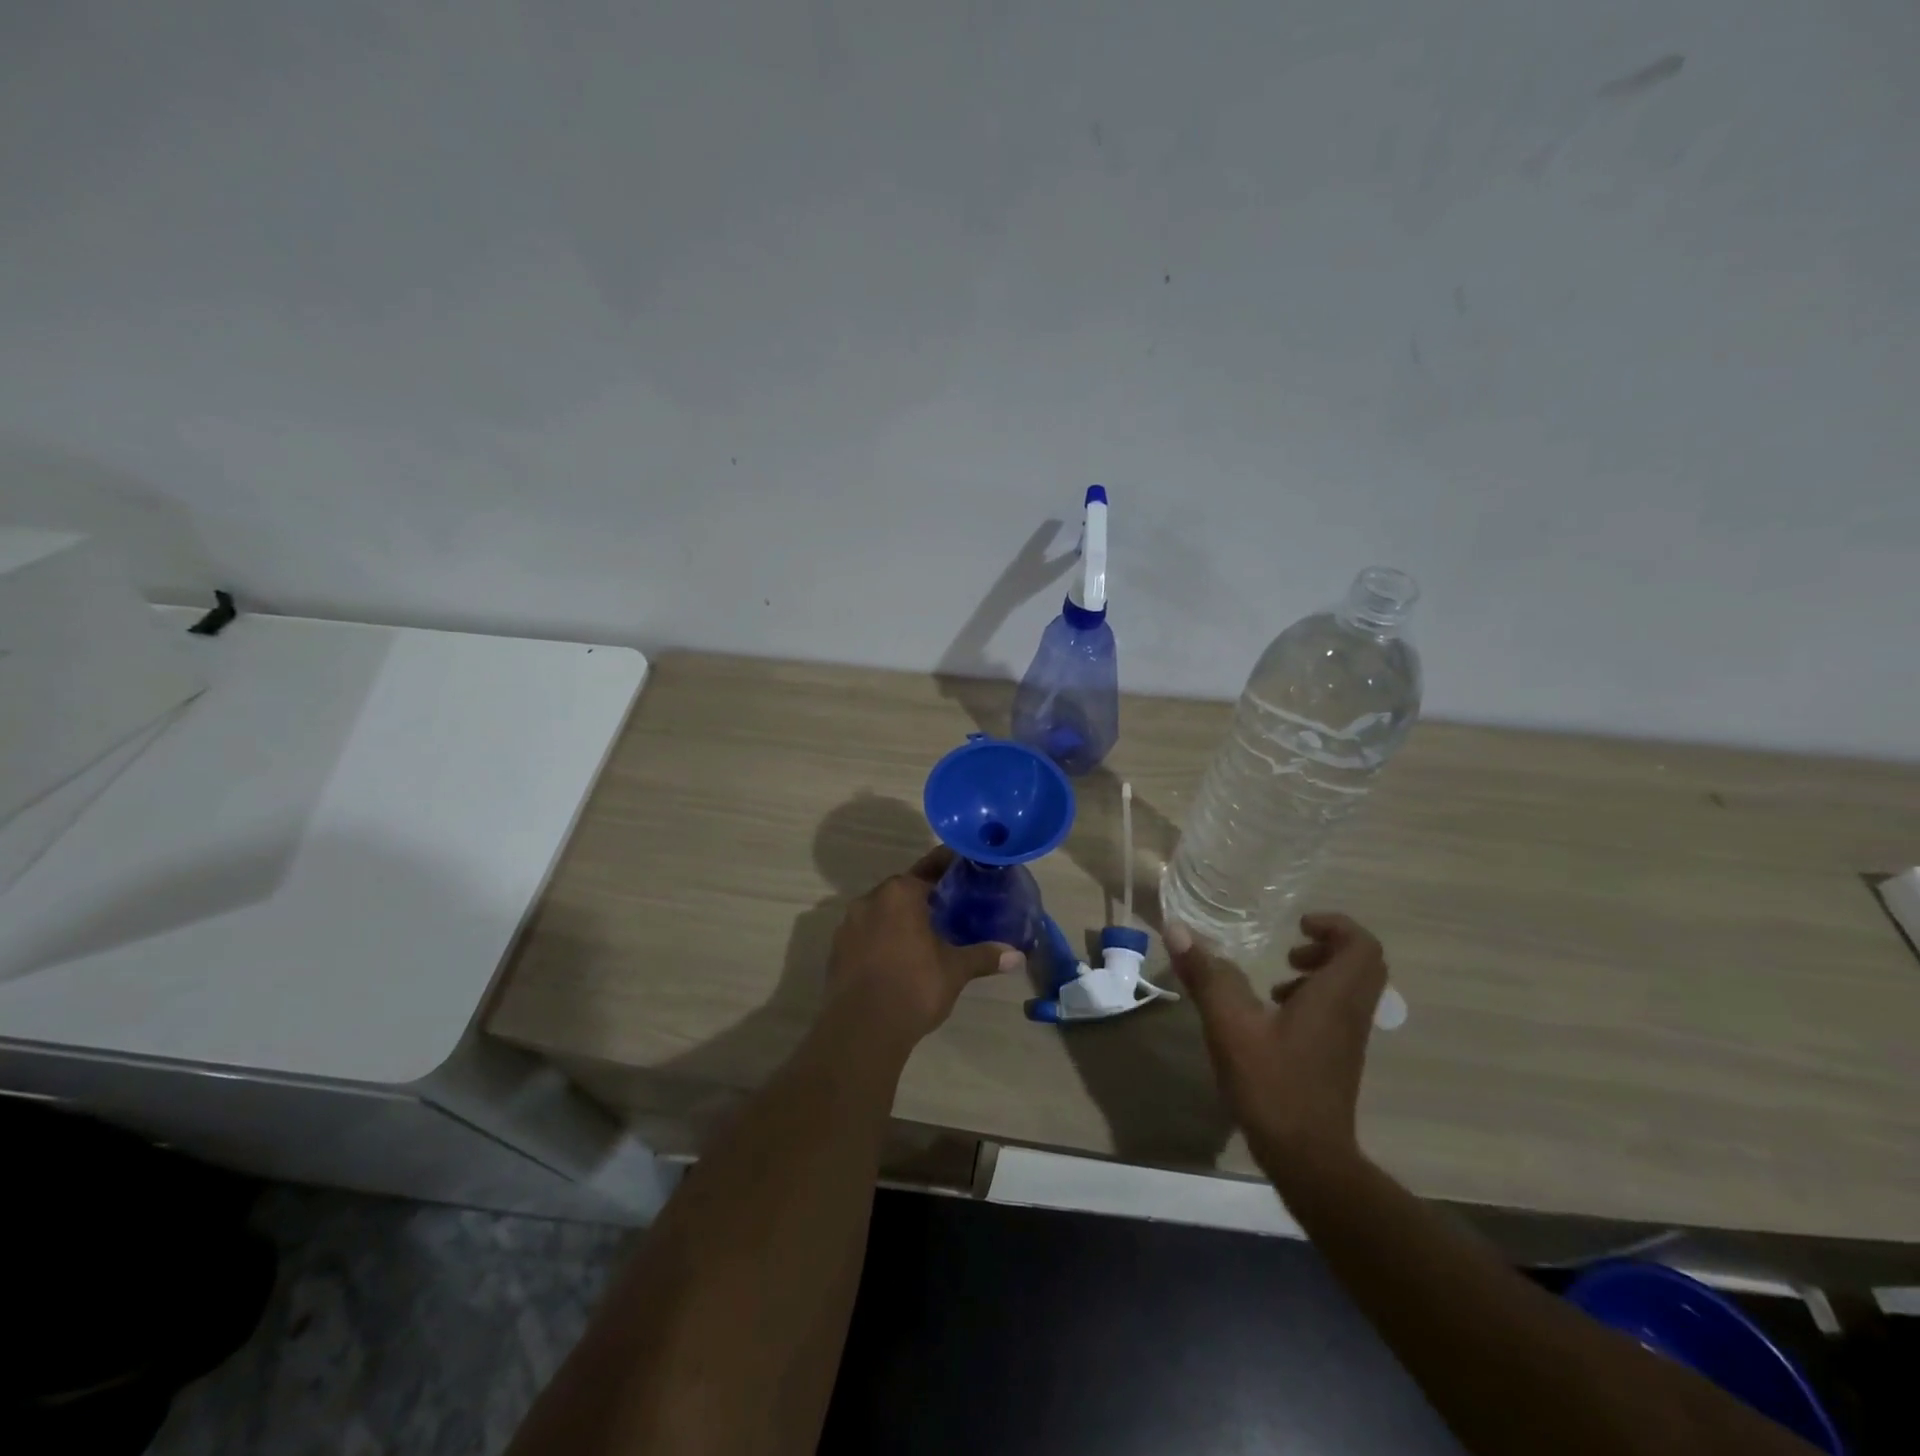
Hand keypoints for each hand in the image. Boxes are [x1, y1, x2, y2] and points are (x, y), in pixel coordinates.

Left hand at [824, 847, 1024, 1050]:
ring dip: (901, 918)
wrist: (861, 1029)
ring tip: (926, 933)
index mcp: (899, 893)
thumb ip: (983, 956)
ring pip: (882, 912)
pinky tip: (899, 957)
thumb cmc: (913, 987)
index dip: (947, 867)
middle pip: (902, 889)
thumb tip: (1017, 956)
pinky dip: (883, 938)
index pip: (928, 869)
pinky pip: (866, 934)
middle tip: (950, 905)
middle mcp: (870, 900)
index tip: (963, 868)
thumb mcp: (954, 970)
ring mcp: (848, 925)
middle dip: (925, 896)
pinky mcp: (837, 951)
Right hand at [1168, 913, 1388, 1177]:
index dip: (1335, 925)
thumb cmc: (1272, 1084)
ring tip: (1277, 983)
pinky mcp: (1338, 1058)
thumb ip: (1206, 974)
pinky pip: (1338, 1012)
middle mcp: (1351, 1013)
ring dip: (1319, 974)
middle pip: (1363, 964)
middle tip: (1290, 950)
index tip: (1297, 925)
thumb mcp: (1229, 1024)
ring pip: (1351, 989)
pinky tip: (1272, 1018)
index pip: (1361, 945)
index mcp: (1335, 996)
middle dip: (1328, 946)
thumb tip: (1176, 928)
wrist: (1308, 1158)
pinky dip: (1313, 1000)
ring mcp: (1349, 1039)